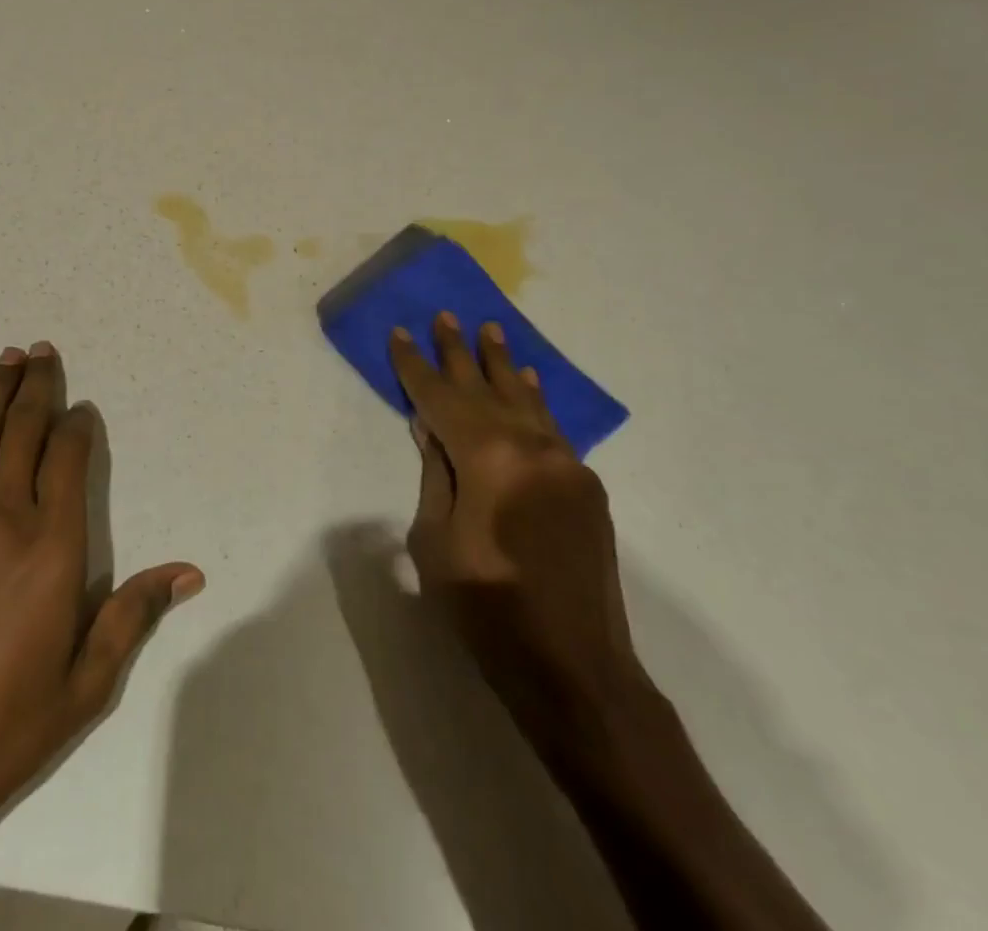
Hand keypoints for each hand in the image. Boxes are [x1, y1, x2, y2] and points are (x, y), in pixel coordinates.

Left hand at [0, 341, 203, 876]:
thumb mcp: (84, 685)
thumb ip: (133, 615)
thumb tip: (188, 572)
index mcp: (50, 546)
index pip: (68, 457)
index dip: (78, 426)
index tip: (82, 411)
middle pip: (21, 427)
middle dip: (37, 384)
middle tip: (43, 350)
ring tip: (7, 360)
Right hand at [390, 314, 647, 760]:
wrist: (577, 672)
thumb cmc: (488, 612)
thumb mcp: (436, 541)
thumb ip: (436, 474)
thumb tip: (431, 427)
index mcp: (490, 458)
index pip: (441, 398)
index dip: (416, 366)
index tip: (401, 333)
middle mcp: (533, 447)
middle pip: (486, 389)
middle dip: (460, 353)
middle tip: (446, 315)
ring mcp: (566, 465)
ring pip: (525, 401)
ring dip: (503, 366)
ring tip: (489, 329)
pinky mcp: (585, 486)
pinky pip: (551, 428)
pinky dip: (534, 401)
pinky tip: (527, 380)